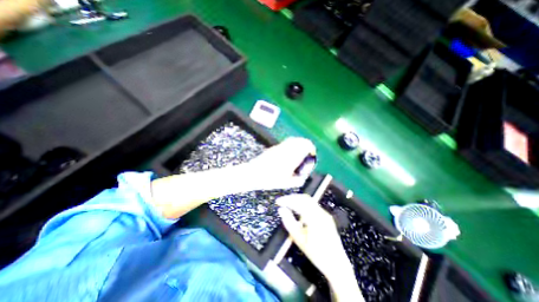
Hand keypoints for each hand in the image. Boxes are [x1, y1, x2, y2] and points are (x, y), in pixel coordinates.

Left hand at [241, 137, 313, 190]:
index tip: (312, 153)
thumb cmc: (270, 180)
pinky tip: (289, 152)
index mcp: (292, 157)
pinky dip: (291, 145)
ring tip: (299, 152)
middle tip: (307, 152)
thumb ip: (298, 180)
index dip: (311, 148)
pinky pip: (286, 143)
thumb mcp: (287, 183)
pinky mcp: (274, 148)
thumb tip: (304, 176)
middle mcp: (287, 150)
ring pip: (293, 140)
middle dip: (306, 145)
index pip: (306, 145)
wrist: (254, 174)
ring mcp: (279, 147)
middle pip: (300, 140)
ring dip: (299, 144)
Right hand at [276, 195, 363, 300]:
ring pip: (309, 200)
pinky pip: (313, 204)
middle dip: (292, 197)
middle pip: (305, 198)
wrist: (336, 264)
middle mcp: (321, 213)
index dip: (287, 200)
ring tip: (288, 203)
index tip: (278, 201)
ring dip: (297, 199)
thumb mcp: (299, 240)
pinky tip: (298, 208)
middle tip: (282, 201)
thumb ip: (289, 222)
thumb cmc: (317, 254)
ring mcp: (325, 213)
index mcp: (315, 218)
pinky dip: (303, 203)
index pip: (299, 203)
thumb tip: (281, 210)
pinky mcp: (326, 216)